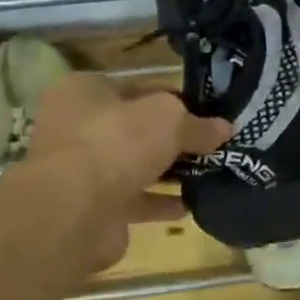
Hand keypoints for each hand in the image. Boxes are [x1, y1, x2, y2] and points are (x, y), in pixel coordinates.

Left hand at [23, 73, 229, 273]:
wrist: (75, 211)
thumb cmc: (117, 142)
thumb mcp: (169, 119)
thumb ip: (197, 124)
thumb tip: (224, 128)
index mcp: (84, 91)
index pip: (137, 87)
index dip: (173, 98)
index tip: (206, 113)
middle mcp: (75, 127)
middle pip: (134, 128)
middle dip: (171, 138)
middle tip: (211, 145)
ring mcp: (79, 170)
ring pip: (133, 166)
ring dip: (166, 172)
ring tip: (207, 174)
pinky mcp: (90, 208)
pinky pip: (132, 200)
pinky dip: (158, 203)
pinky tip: (189, 206)